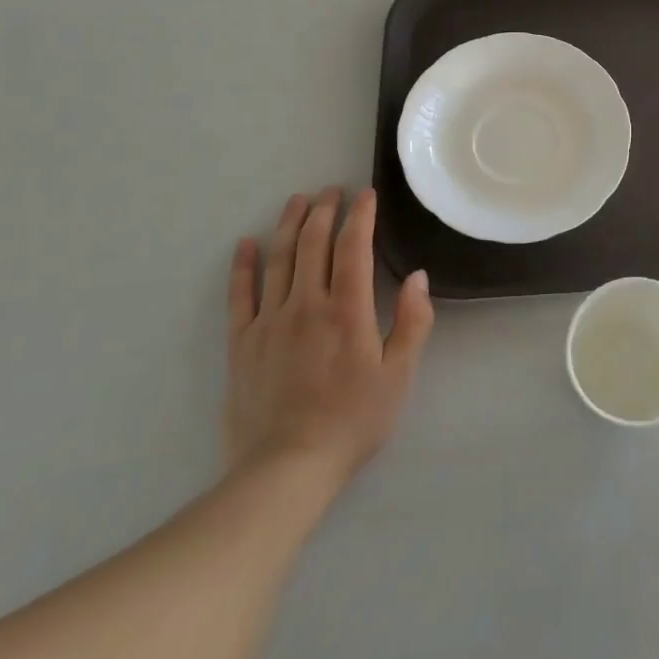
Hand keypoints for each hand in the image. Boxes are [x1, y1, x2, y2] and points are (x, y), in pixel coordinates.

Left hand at [225, 188, 432, 503]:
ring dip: (289, 225)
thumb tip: (418, 277)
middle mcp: (306, 305)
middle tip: (331, 190)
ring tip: (298, 201)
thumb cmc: (353, 420)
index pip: (353, 248)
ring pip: (279, 260)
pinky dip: (243, 266)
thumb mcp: (399, 375)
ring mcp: (270, 321)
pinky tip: (246, 244)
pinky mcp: (242, 342)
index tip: (365, 194)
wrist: (286, 468)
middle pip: (313, 245)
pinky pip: (240, 294)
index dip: (360, 217)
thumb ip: (412, 322)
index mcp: (347, 310)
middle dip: (324, 211)